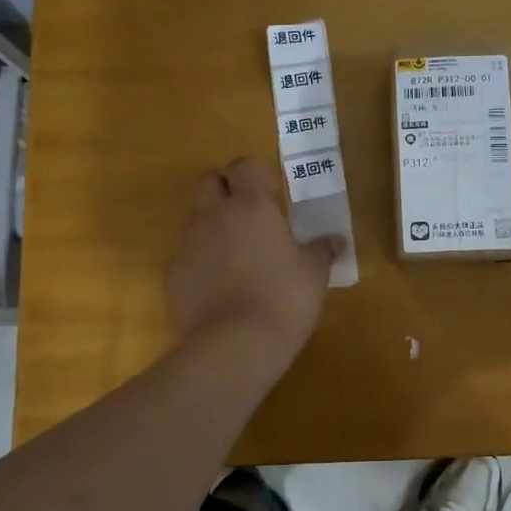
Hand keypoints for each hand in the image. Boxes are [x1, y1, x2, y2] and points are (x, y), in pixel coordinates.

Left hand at [167, 156, 341, 357]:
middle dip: (224, 189)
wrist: (234, 345)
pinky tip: (219, 286)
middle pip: (208, 181)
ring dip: (211, 225)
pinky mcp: (173, 274)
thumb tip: (336, 241)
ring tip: (235, 255)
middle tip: (247, 215)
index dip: (255, 175)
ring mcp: (188, 244)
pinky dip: (200, 261)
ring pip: (194, 218)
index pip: (244, 165)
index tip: (271, 195)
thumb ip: (322, 251)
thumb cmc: (284, 299)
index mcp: (251, 205)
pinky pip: (187, 255)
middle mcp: (214, 215)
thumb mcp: (314, 274)